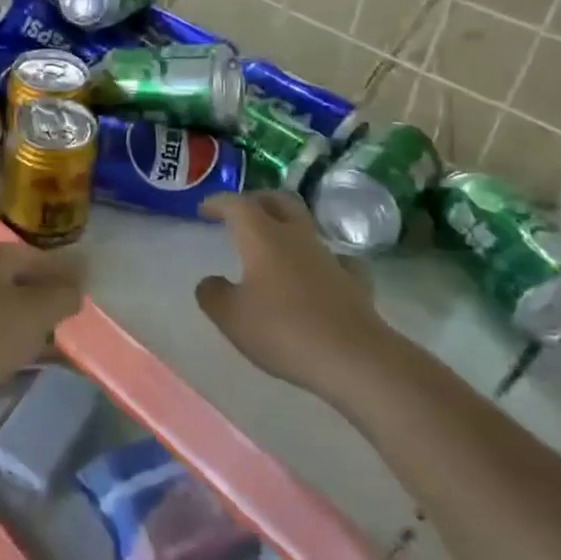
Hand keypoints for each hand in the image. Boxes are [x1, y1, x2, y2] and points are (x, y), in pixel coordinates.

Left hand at [0, 244, 83, 425]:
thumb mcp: (36, 314)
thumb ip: (62, 296)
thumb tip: (76, 289)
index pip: (36, 255)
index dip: (63, 271)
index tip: (85, 290)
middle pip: (18, 278)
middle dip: (47, 296)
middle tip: (71, 315)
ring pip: (4, 304)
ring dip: (30, 319)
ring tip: (54, 339)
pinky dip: (11, 336)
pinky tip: (24, 355)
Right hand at [196, 192, 398, 401]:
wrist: (355, 359)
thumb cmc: (284, 331)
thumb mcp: (231, 317)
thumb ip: (212, 294)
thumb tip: (211, 282)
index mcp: (262, 237)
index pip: (238, 204)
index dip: (219, 202)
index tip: (205, 210)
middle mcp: (297, 238)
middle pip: (279, 201)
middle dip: (258, 200)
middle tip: (242, 211)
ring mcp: (329, 258)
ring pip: (307, 227)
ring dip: (288, 228)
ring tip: (275, 244)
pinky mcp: (355, 283)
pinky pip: (337, 260)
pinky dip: (323, 260)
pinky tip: (320, 272)